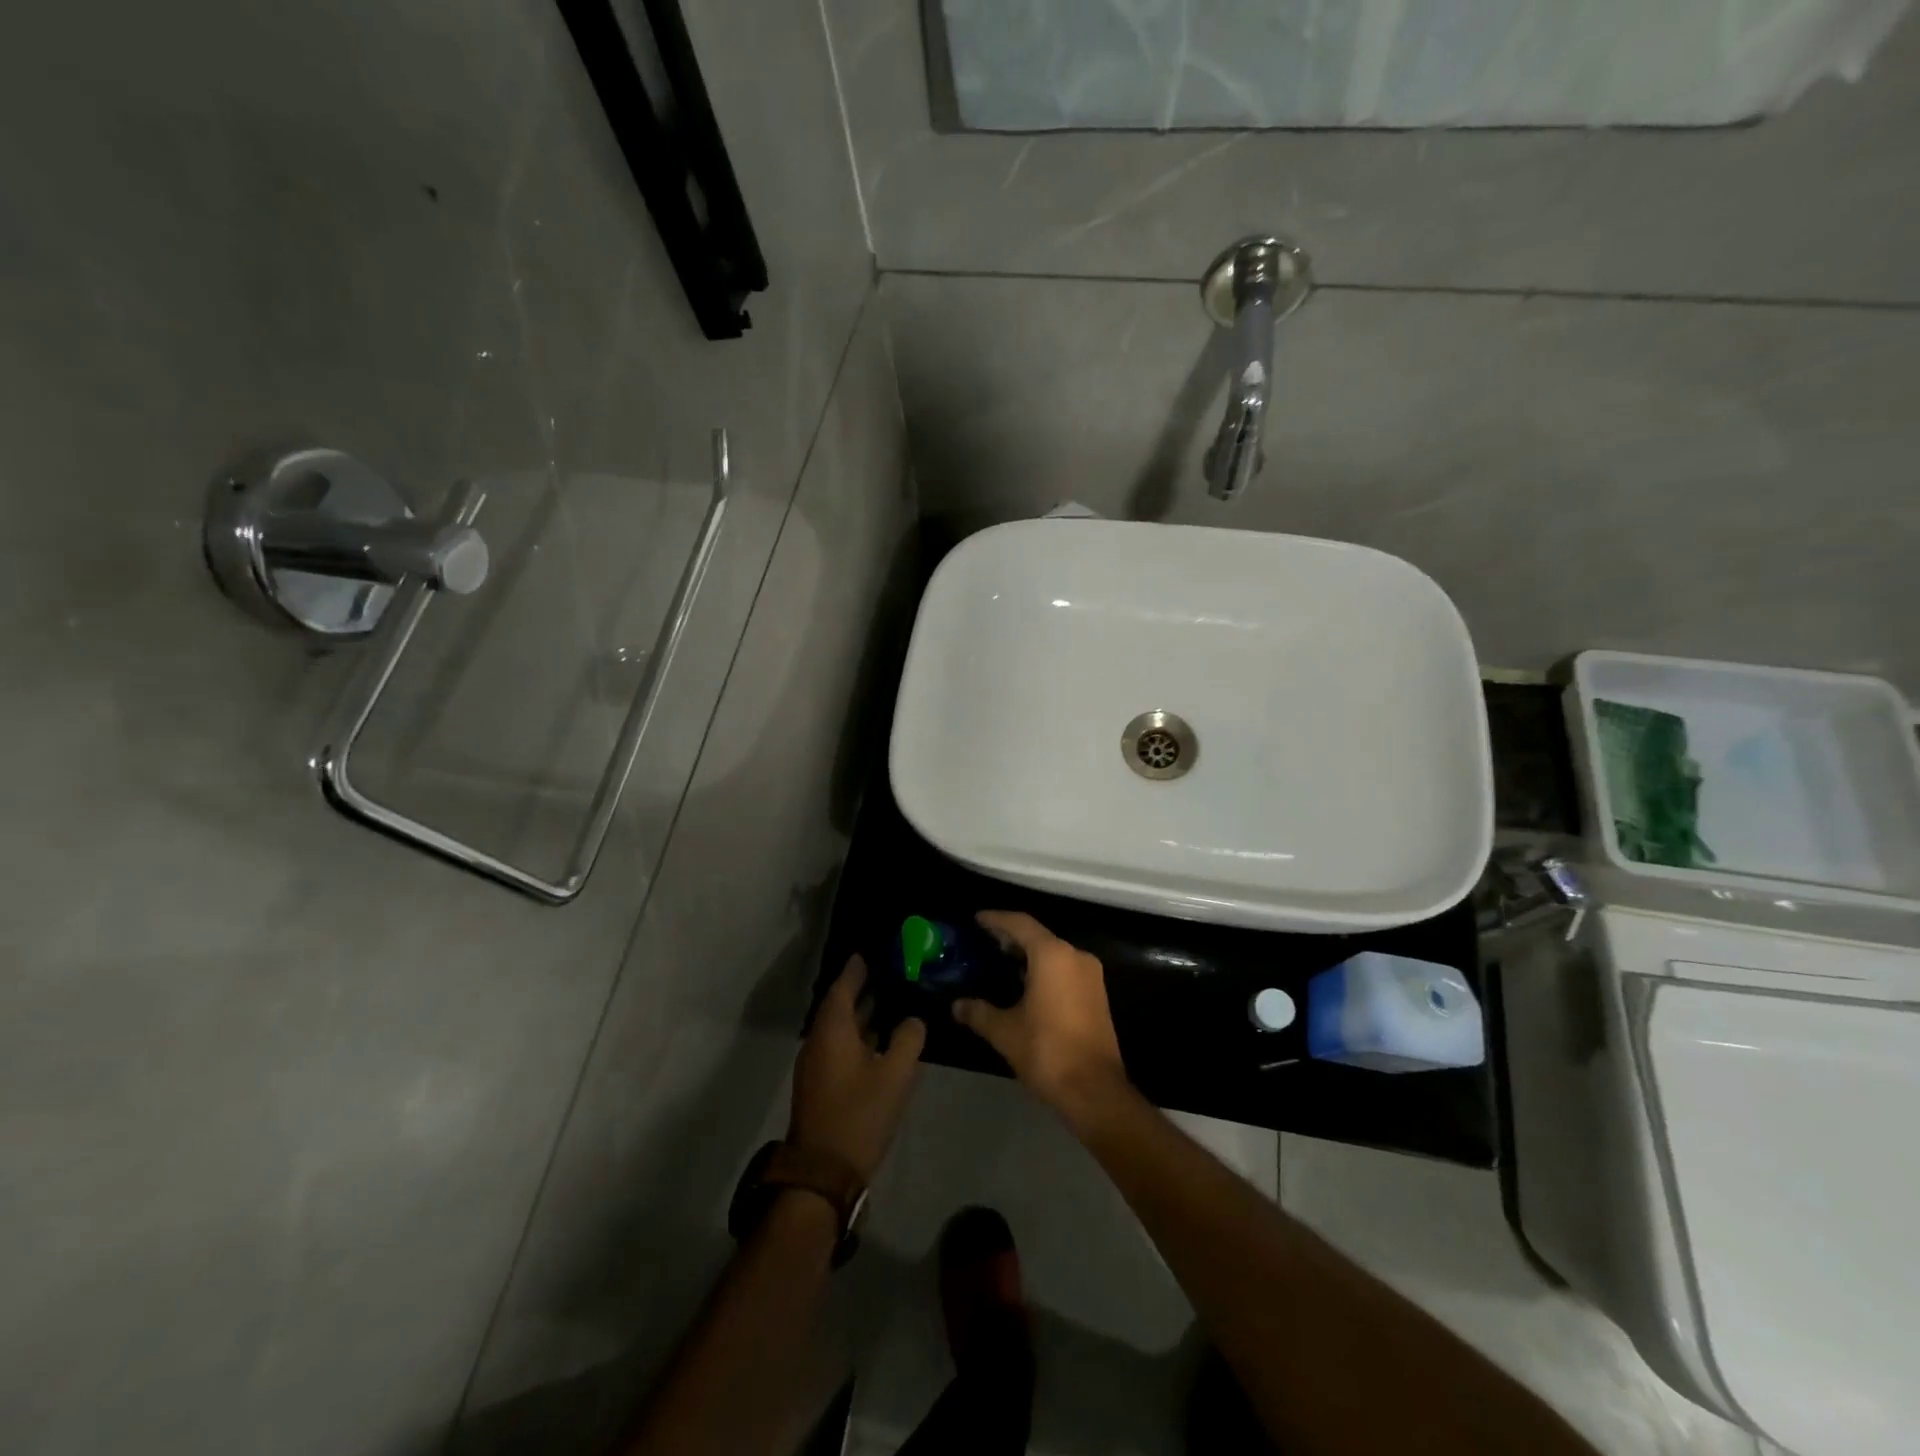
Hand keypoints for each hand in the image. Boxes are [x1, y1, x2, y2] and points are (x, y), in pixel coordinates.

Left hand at [788, 957, 925, 1183]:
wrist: (824, 1170)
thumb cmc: (860, 1114)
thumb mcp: (895, 1075)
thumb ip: (908, 1040)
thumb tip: (914, 1020)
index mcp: (833, 1030)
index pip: (843, 987)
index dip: (855, 969)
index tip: (869, 953)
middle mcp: (819, 1040)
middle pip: (839, 1005)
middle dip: (860, 989)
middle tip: (887, 972)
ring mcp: (816, 1064)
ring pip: (839, 1028)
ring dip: (860, 1013)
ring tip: (888, 1000)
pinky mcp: (820, 1084)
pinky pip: (838, 1045)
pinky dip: (857, 1034)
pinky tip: (879, 1039)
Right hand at [954, 912, 1129, 1126]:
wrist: (1095, 1090)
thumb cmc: (1047, 1052)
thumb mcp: (1005, 1032)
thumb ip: (979, 1012)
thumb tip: (957, 1005)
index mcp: (1052, 956)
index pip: (1020, 924)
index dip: (996, 919)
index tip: (977, 919)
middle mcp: (1075, 956)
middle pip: (1038, 935)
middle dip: (1011, 936)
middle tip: (985, 941)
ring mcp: (1090, 975)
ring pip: (1054, 952)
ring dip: (1029, 954)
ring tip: (1001, 961)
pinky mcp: (1096, 993)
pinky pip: (1065, 968)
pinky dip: (1044, 968)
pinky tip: (1025, 984)